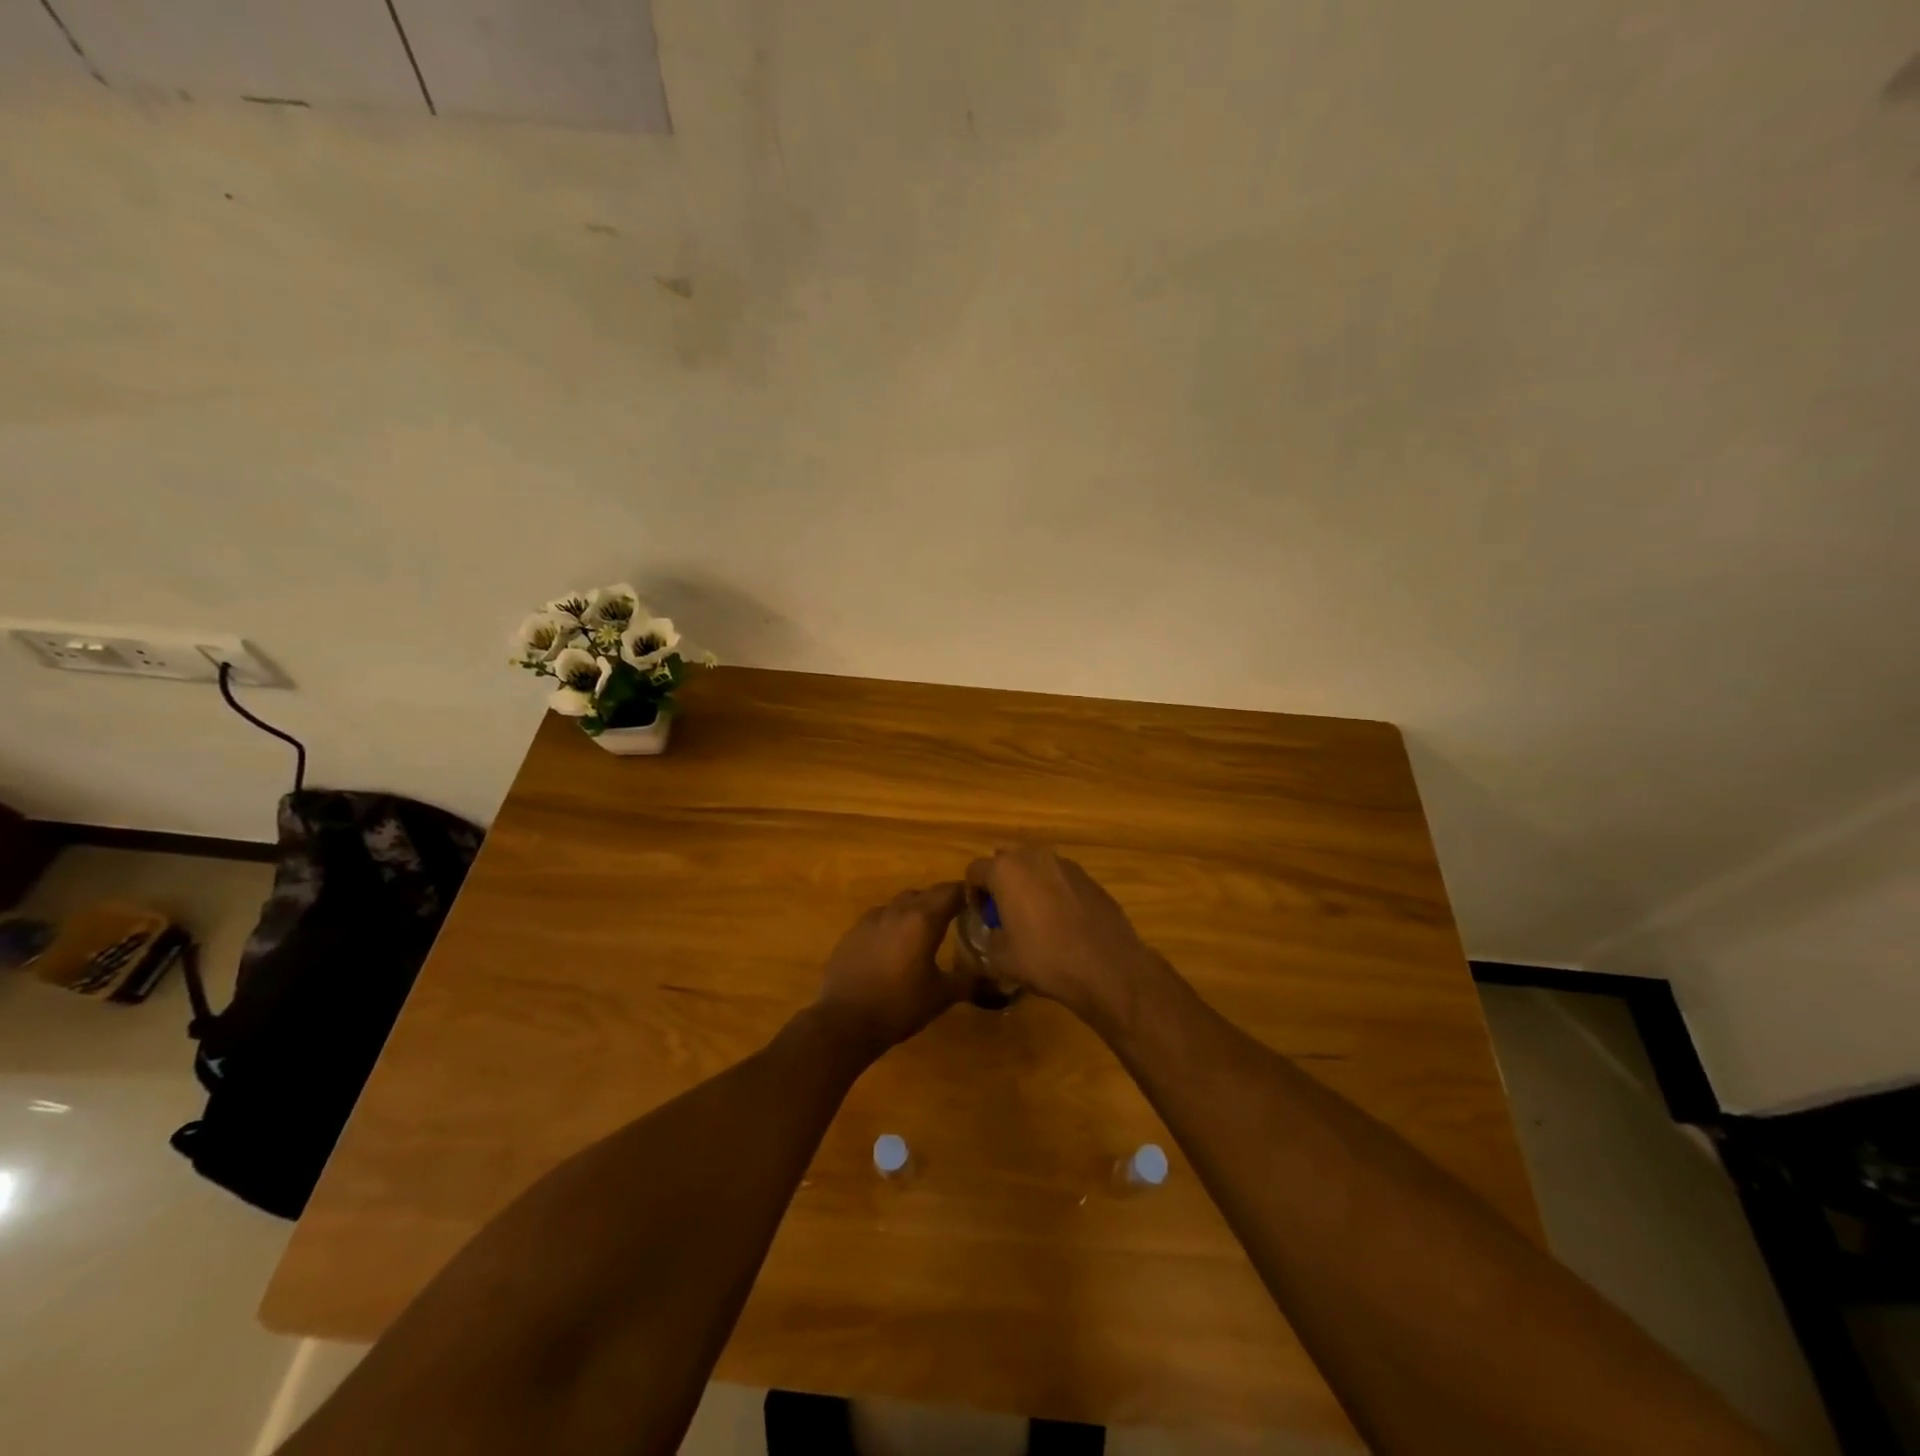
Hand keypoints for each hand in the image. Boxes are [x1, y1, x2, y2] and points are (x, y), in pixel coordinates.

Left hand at [813, 883, 968, 1059]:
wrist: (845, 1022)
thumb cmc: (900, 1005)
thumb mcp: (942, 996)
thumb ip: (969, 982)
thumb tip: (994, 982)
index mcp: (923, 919)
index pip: (951, 892)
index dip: (967, 893)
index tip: (979, 902)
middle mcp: (897, 911)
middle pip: (925, 894)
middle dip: (942, 901)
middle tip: (956, 917)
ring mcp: (870, 920)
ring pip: (899, 904)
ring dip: (914, 911)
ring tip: (923, 932)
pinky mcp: (852, 934)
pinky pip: (878, 919)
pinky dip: (891, 925)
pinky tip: (892, 947)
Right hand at [964, 847, 1162, 1029]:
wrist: (1107, 967)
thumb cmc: (1046, 959)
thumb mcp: (1002, 958)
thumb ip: (989, 938)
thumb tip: (994, 933)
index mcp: (1007, 870)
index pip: (975, 870)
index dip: (973, 894)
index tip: (981, 918)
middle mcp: (1035, 856)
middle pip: (1006, 860)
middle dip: (1001, 881)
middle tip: (1004, 913)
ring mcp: (1066, 864)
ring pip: (1036, 866)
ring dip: (1029, 884)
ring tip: (1034, 917)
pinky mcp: (1089, 878)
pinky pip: (1060, 879)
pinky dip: (1054, 892)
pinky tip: (1062, 922)